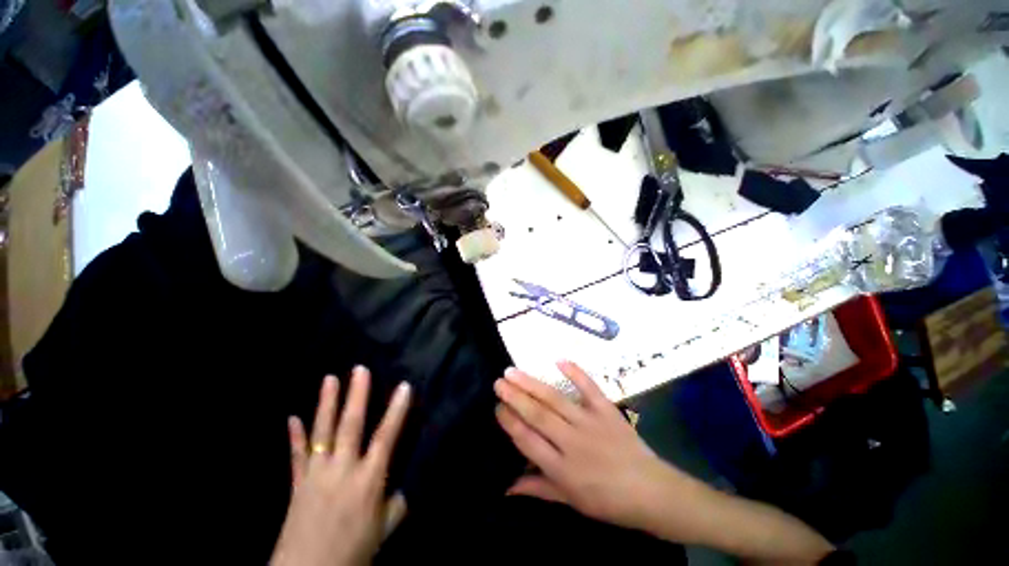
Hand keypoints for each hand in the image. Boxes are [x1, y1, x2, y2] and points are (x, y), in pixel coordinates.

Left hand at [271, 367, 410, 565]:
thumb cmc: (353, 553)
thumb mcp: (384, 530)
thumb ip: (395, 505)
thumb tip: (401, 490)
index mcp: (368, 480)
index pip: (386, 437)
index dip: (396, 410)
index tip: (404, 386)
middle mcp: (343, 469)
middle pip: (351, 425)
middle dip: (357, 395)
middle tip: (359, 370)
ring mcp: (317, 474)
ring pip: (322, 431)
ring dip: (326, 403)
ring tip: (329, 379)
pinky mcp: (297, 484)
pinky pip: (296, 455)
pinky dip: (294, 435)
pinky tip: (292, 417)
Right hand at [493, 361, 693, 530]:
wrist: (651, 492)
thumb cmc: (607, 500)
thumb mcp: (569, 501)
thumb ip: (537, 488)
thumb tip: (506, 486)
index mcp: (562, 469)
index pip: (527, 440)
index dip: (509, 422)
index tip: (497, 406)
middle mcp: (572, 443)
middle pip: (537, 416)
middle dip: (515, 397)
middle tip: (498, 382)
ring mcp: (590, 423)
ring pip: (555, 400)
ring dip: (532, 384)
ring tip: (513, 371)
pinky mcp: (606, 410)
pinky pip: (589, 387)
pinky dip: (575, 372)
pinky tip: (559, 360)